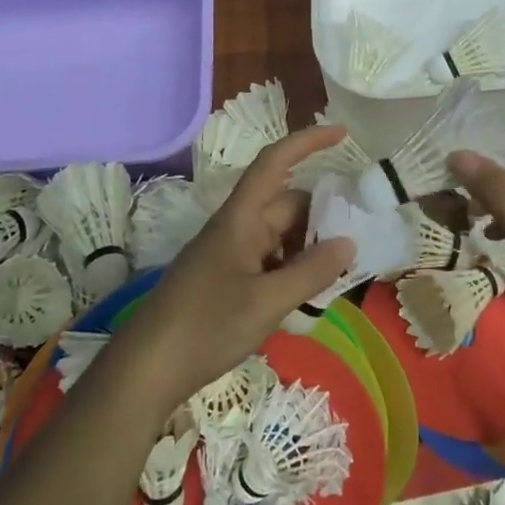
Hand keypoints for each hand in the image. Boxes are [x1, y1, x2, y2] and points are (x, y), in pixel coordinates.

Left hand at [110, 127, 354, 412]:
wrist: (146, 370)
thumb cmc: (205, 326)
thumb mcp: (267, 302)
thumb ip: (310, 271)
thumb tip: (348, 242)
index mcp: (241, 218)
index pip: (275, 162)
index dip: (307, 142)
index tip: (343, 134)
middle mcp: (237, 228)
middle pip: (287, 206)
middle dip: (322, 218)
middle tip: (358, 242)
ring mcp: (231, 255)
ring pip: (281, 237)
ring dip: (309, 250)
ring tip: (338, 278)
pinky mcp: (227, 281)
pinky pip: (270, 262)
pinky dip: (292, 272)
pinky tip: (308, 300)